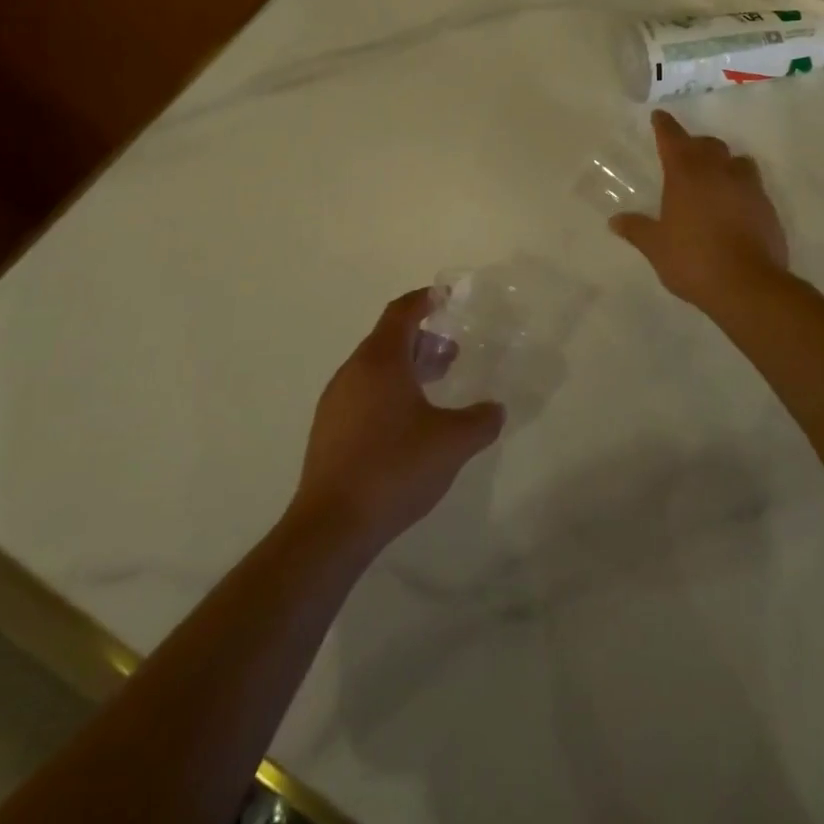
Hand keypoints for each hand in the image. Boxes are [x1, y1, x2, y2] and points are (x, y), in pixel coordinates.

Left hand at [292, 290, 504, 550]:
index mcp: (380, 360)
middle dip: (421, 339)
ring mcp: (335, 402)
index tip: (445, 297)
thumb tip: (495, 410)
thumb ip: (481, 421)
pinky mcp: (328, 430)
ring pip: (374, 368)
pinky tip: (408, 423)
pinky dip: (389, 391)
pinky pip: (363, 393)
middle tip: (452, 351)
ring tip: (435, 386)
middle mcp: (353, 371)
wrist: (331, 527)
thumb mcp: (452, 442)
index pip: (402, 312)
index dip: (424, 300)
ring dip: (406, 367)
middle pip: (388, 339)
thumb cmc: (395, 468)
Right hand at [611, 110, 789, 311]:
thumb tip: (616, 220)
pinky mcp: (767, 205)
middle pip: (707, 144)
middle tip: (684, 154)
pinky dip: (740, 187)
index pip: (672, 138)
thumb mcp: (656, 247)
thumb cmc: (693, 260)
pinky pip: (752, 185)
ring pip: (736, 160)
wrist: (747, 284)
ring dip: (723, 162)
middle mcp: (718, 171)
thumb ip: (637, 229)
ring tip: (714, 176)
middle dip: (694, 144)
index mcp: (685, 174)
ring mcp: (747, 186)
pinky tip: (734, 205)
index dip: (664, 126)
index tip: (659, 116)